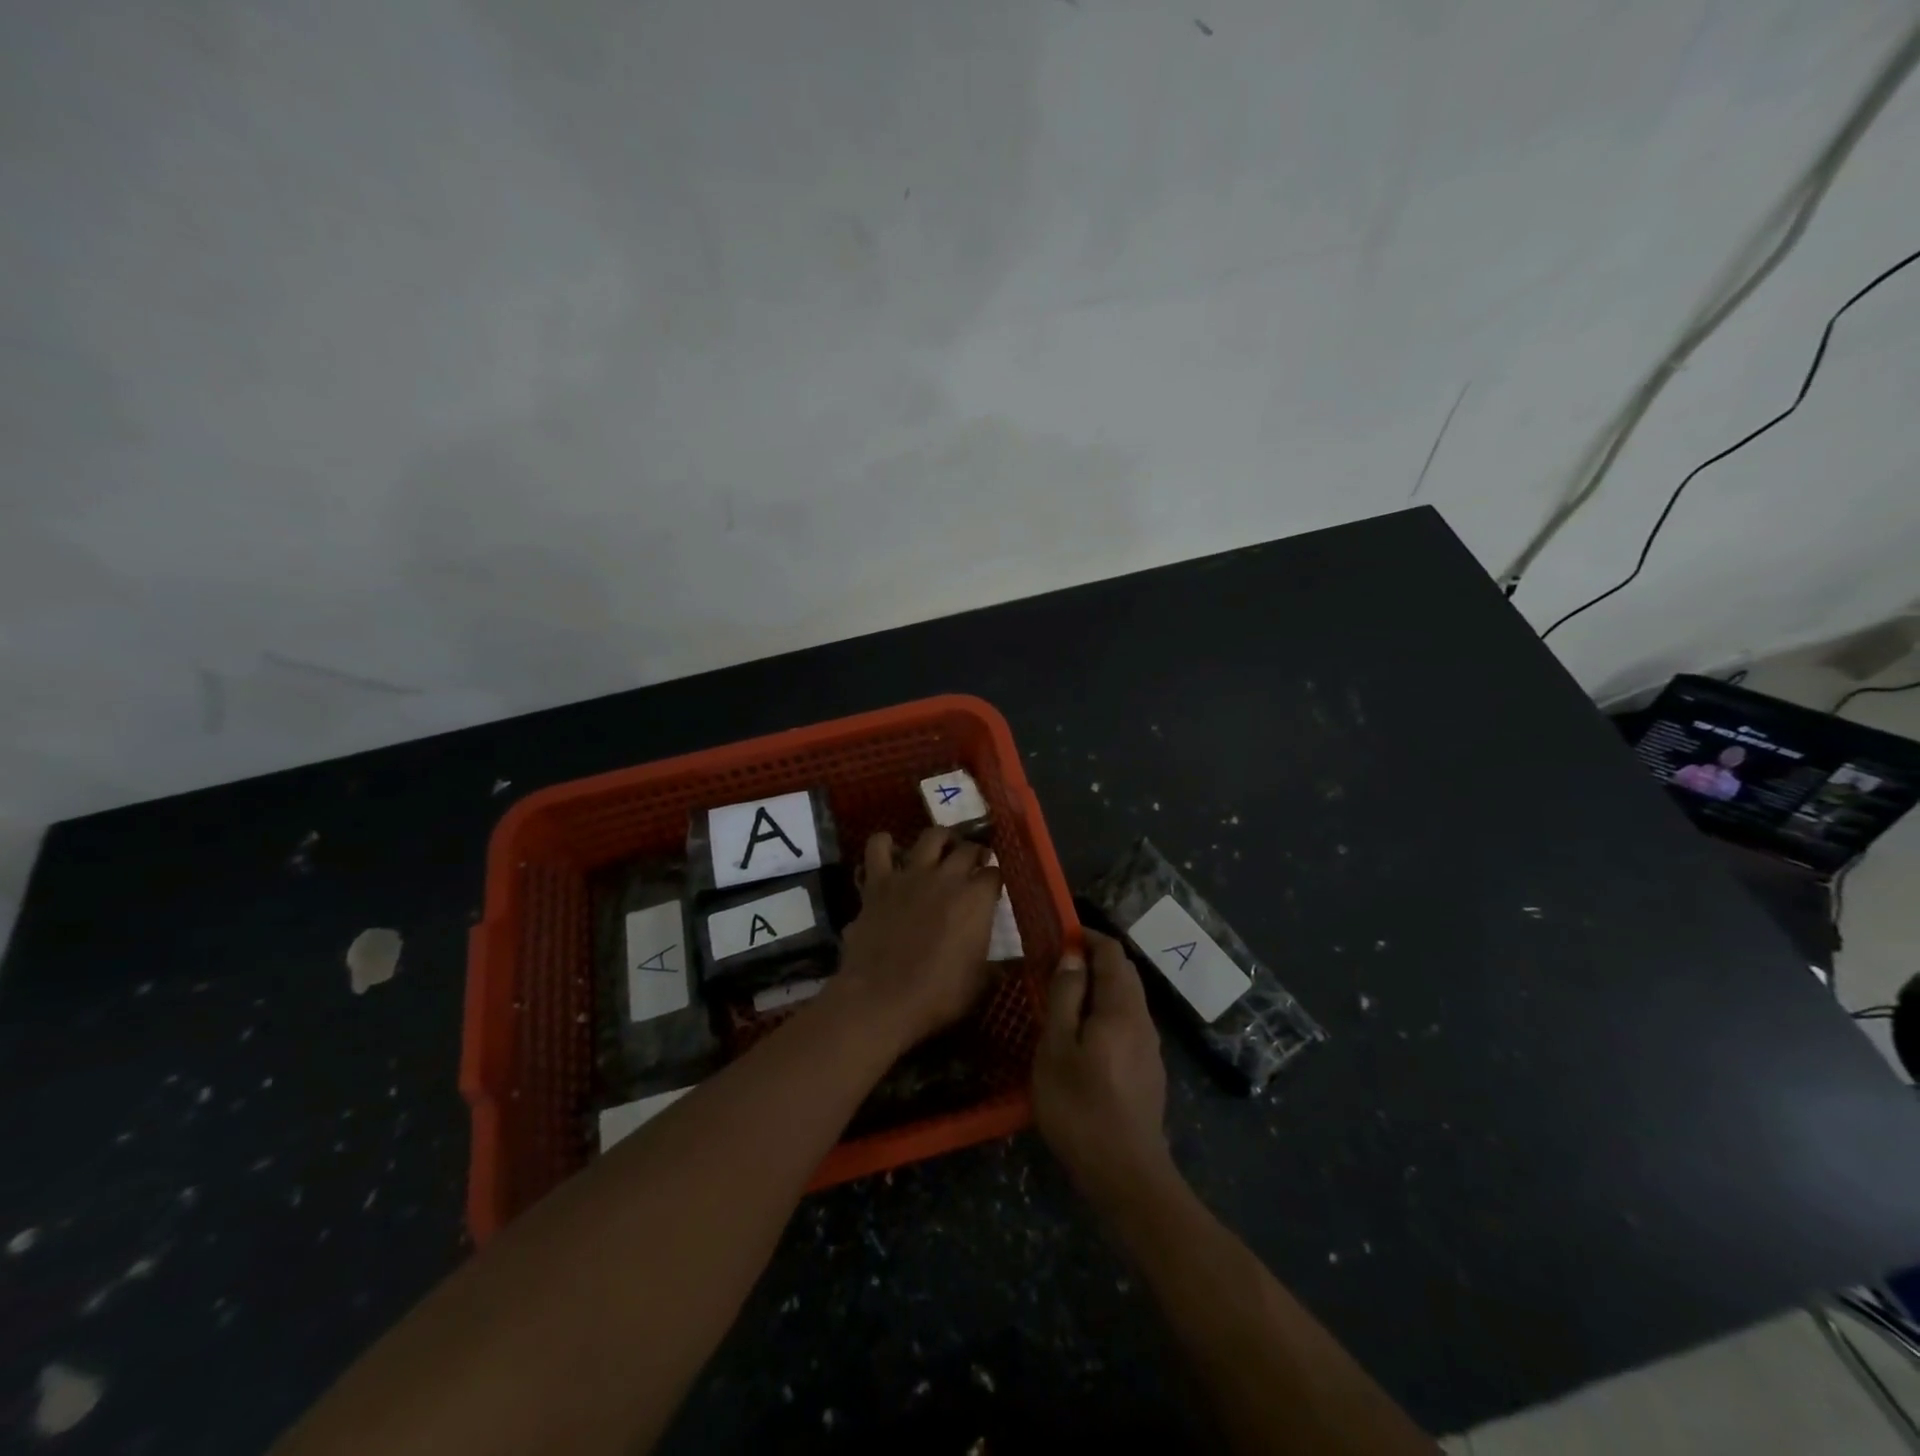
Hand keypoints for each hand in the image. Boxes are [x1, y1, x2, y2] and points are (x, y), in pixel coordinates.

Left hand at [826, 828, 1002, 1051]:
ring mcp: (910, 875)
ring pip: (930, 837)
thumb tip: (1004, 964)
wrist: (881, 999)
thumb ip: (993, 966)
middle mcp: (946, 877)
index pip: (994, 874)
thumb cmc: (937, 996)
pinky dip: (884, 845)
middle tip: (973, 863)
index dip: (995, 879)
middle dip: (974, 852)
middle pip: (967, 848)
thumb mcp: (979, 984)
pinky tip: (889, 852)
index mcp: (976, 899)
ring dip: (939, 839)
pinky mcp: (878, 883)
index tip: (993, 887)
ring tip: (941, 849)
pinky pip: (878, 848)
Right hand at [1034, 930, 1172, 1205]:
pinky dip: (1105, 1013)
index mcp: (1122, 1008)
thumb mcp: (1057, 1048)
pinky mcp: (1149, 1073)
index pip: (1112, 953)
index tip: (1058, 935)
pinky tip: (1084, 1038)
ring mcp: (1150, 1049)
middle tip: (1056, 965)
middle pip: (1124, 974)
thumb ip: (1065, 997)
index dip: (1087, 937)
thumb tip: (1073, 956)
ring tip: (1064, 1000)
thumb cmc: (1080, 1106)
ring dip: (1099, 989)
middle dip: (1093, 960)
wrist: (1126, 1176)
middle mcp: (1143, 1021)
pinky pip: (1127, 1025)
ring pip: (1126, 1001)